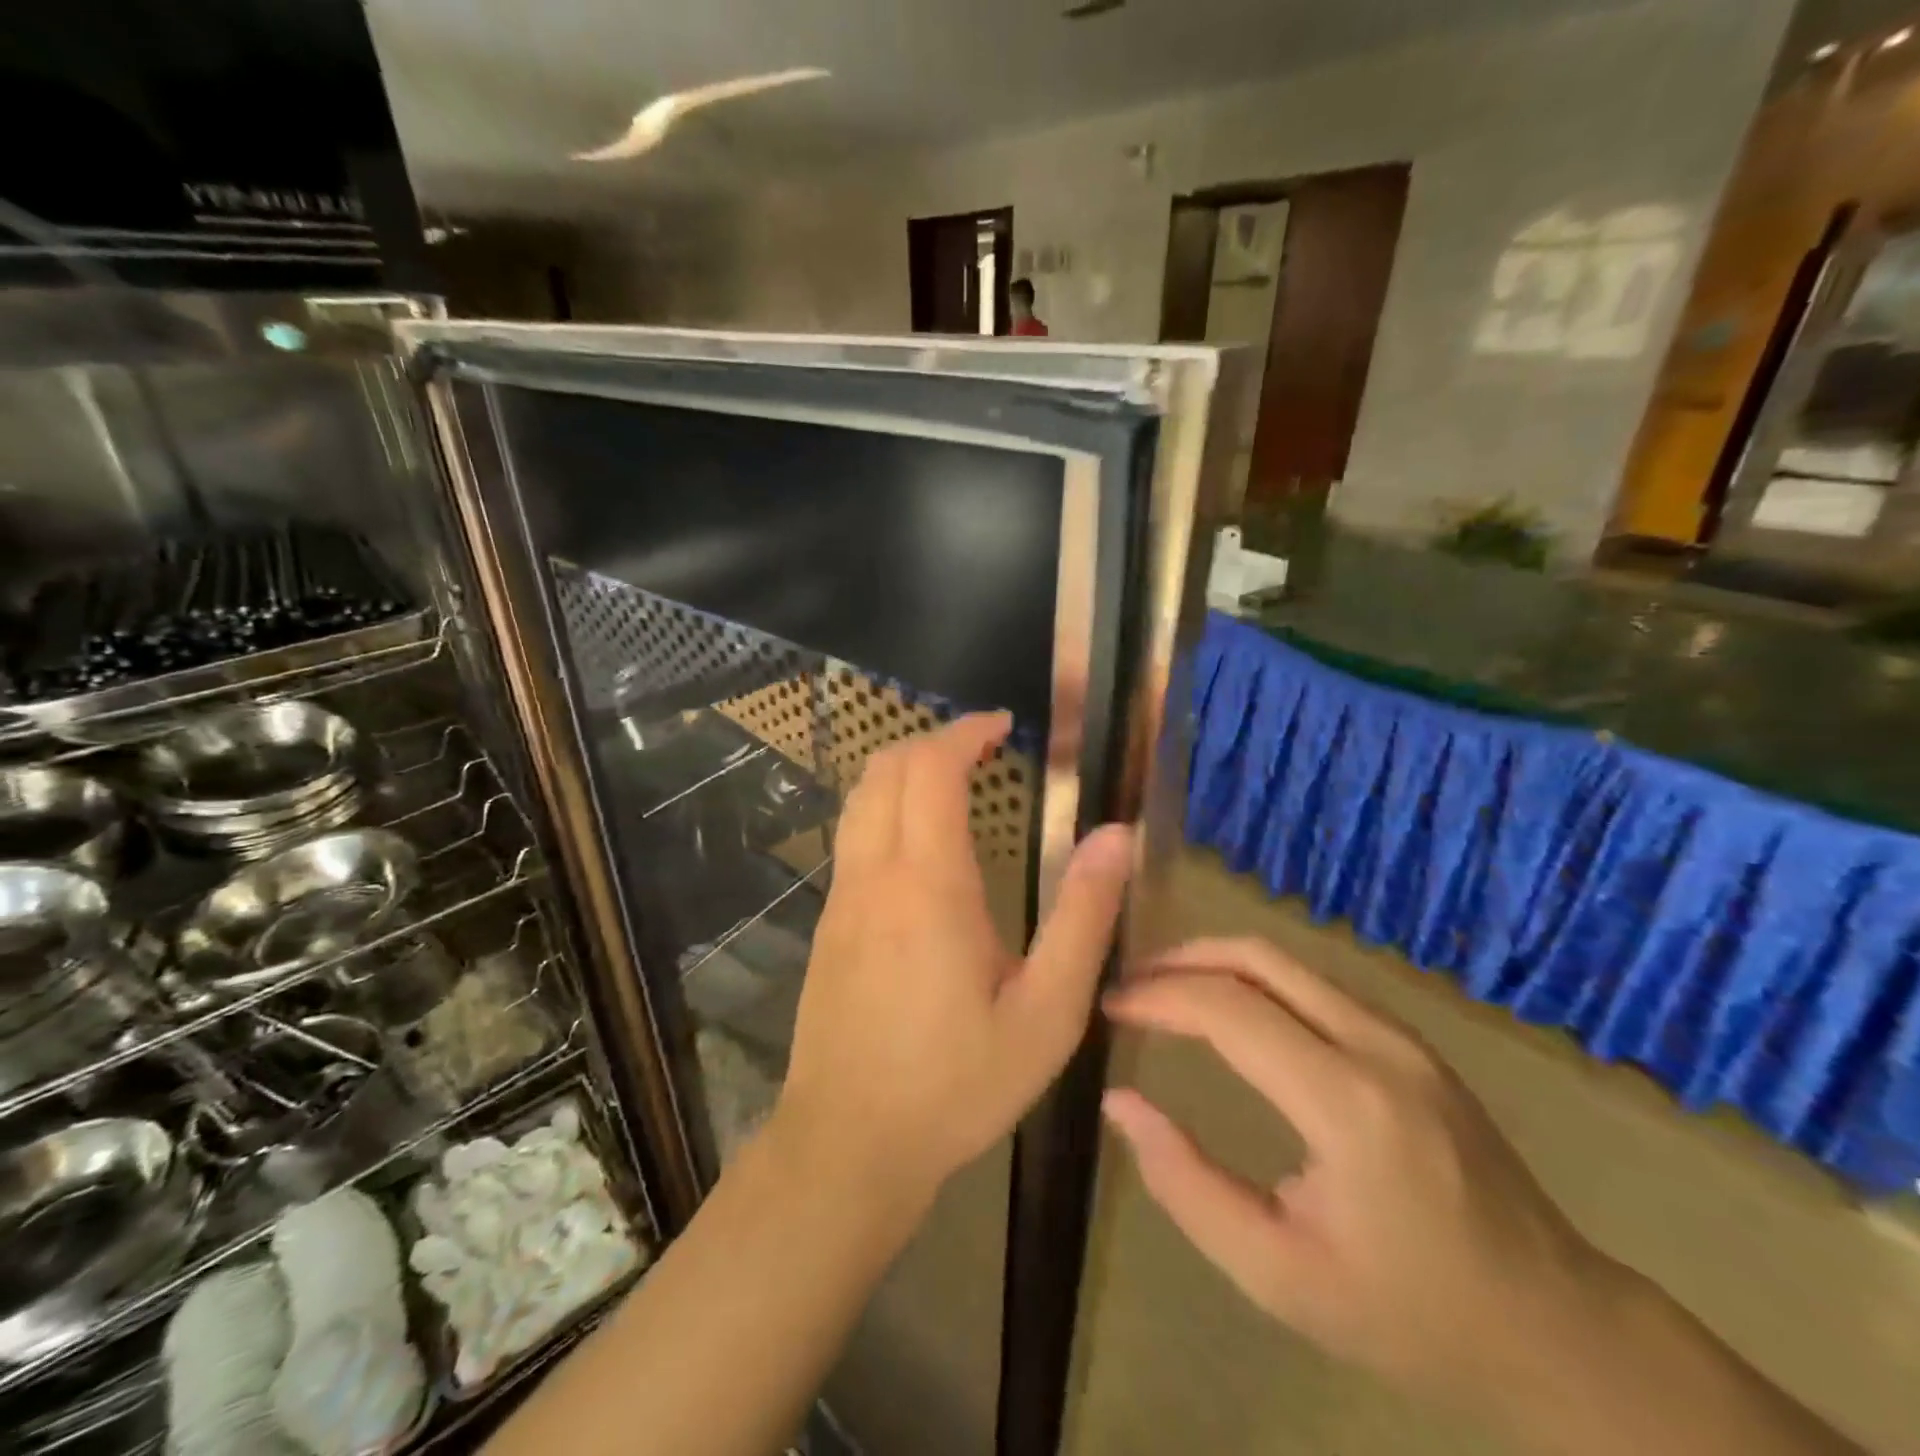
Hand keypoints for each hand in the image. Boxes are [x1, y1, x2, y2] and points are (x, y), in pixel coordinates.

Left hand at [776, 712, 1133, 1208]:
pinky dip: (884, 807)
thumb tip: (1117, 837)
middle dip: (932, 741)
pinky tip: (919, 844)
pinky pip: (852, 837)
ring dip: (903, 770)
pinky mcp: (827, 923)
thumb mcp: (1046, 1014)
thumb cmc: (957, 1084)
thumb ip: (1084, 918)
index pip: (931, 769)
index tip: (1002, 725)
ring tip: (952, 780)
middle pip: (885, 769)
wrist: (848, 1144)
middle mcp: (875, 875)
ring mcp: (841, 898)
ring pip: (860, 799)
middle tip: (982, 747)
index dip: (964, 732)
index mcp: (929, 885)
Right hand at [1101, 938, 1610, 1409]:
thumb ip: (1187, 1185)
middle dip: (1180, 958)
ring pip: (1286, 960)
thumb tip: (1121, 1102)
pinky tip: (1227, 1007)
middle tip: (1129, 984)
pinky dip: (1253, 978)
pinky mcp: (1409, 1039)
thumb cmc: (1410, 1314)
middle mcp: (1377, 1045)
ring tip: (1163, 989)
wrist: (1557, 1329)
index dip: (1158, 996)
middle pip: (1257, 957)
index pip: (1229, 1009)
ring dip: (1215, 962)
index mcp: (1348, 1104)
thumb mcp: (1279, 1276)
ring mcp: (1401, 1034)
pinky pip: (1313, 982)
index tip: (1110, 1006)